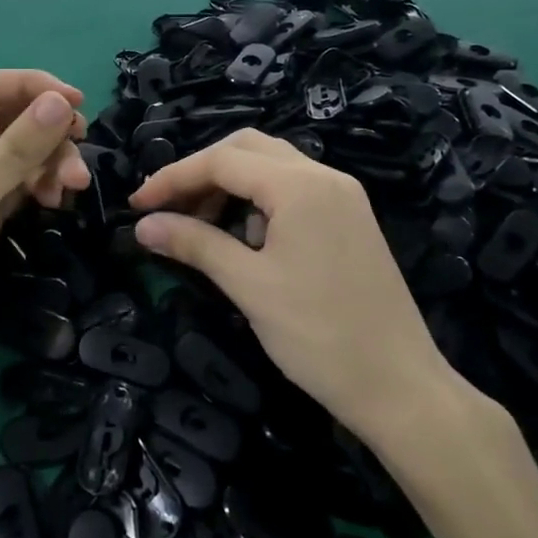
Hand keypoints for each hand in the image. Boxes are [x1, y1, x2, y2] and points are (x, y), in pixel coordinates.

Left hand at [0, 70, 89, 402]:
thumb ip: (17, 148)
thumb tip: (61, 102)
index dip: (29, 86)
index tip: (76, 101)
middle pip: (2, 120)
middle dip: (44, 132)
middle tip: (80, 149)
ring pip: (14, 154)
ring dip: (46, 162)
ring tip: (72, 187)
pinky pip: (15, 184)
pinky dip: (37, 185)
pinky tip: (54, 200)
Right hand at [128, 128, 472, 444]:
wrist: (400, 387)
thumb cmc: (319, 335)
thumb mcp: (248, 286)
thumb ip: (194, 244)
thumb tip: (143, 226)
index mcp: (301, 185)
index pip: (222, 160)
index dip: (173, 178)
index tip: (137, 205)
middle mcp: (324, 177)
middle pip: (247, 149)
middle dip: (201, 172)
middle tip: (169, 208)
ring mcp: (342, 197)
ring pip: (271, 168)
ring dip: (229, 187)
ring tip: (201, 228)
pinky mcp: (349, 219)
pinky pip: (292, 191)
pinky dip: (257, 203)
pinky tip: (245, 241)